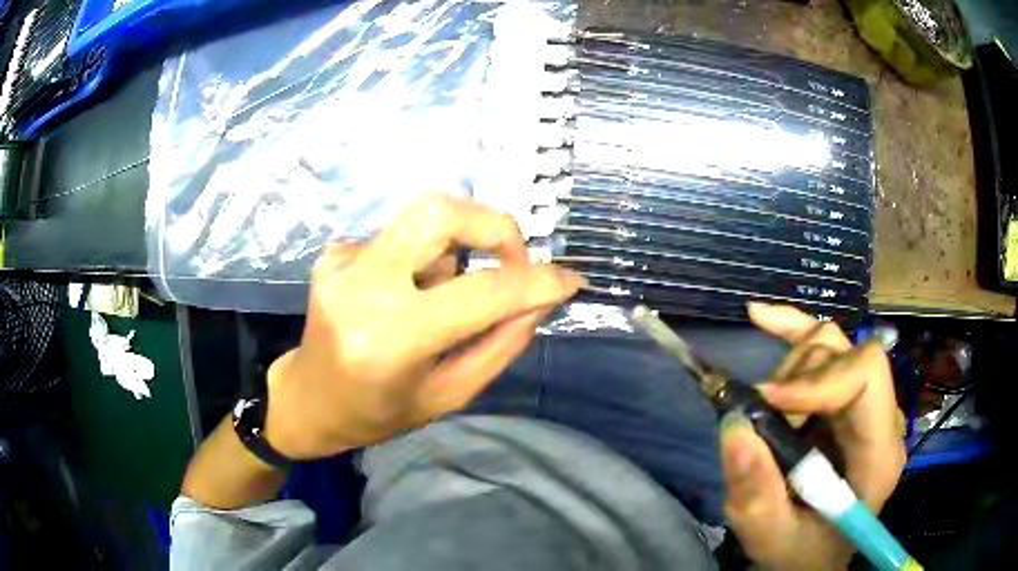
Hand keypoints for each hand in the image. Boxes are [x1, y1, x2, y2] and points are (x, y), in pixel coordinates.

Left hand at [263, 193, 583, 459]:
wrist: (308, 399)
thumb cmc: (377, 413)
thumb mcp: (448, 395)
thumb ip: (499, 345)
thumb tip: (540, 299)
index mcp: (391, 338)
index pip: (481, 293)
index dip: (535, 282)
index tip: (568, 281)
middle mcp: (361, 287)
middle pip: (440, 211)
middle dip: (494, 227)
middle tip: (511, 261)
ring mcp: (341, 262)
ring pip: (423, 221)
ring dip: (454, 250)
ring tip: (439, 297)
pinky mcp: (333, 253)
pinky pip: (399, 238)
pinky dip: (421, 260)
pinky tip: (403, 296)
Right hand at [721, 303, 904, 569]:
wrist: (815, 552)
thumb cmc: (801, 551)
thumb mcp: (771, 537)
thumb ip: (756, 493)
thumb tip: (734, 425)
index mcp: (878, 454)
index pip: (867, 377)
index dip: (818, 379)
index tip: (769, 404)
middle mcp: (881, 417)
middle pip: (847, 355)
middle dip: (797, 380)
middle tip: (763, 419)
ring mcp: (866, 402)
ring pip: (832, 345)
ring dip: (789, 368)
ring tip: (765, 409)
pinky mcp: (845, 396)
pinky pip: (824, 346)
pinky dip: (792, 330)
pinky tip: (760, 316)